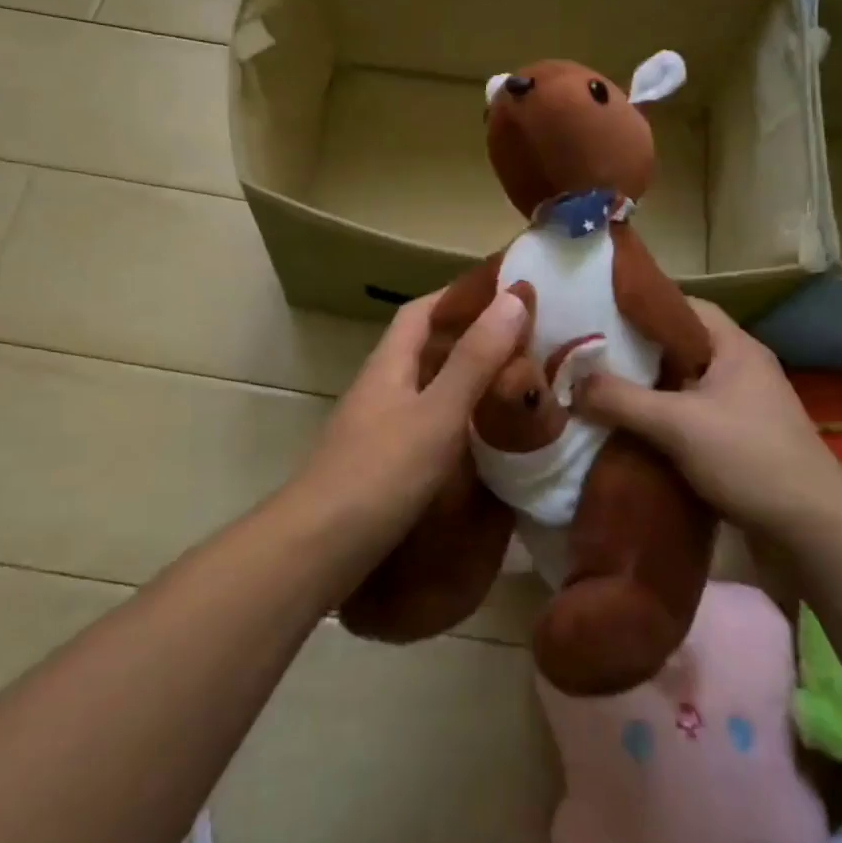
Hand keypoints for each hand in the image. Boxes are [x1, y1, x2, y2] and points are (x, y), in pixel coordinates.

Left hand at [292, 287, 529, 519]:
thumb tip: (513, 297)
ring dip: (467, 380)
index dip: (459, 296)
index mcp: (389, 365)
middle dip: (471, 338)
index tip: (503, 294)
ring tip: (515, 385)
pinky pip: (428, 424)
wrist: (317, 549)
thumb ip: (475, 360)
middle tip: (524, 342)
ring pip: (428, 388)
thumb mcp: (437, 413)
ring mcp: (378, 427)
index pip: (422, 312)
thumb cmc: (380, 472)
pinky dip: (458, 419)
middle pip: (426, 348)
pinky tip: (484, 439)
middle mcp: (381, 388)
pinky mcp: (383, 463)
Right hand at [573, 299, 841, 533]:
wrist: (812, 526)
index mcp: (735, 347)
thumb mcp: (677, 423)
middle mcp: (741, 369)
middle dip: (637, 355)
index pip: (684, 308)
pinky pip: (692, 418)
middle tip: (592, 359)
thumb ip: (622, 399)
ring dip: (649, 393)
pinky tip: (633, 434)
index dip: (643, 309)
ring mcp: (744, 407)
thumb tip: (573, 383)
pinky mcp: (741, 440)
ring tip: (604, 395)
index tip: (602, 317)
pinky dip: (664, 422)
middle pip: (680, 348)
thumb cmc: (748, 456)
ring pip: (685, 386)